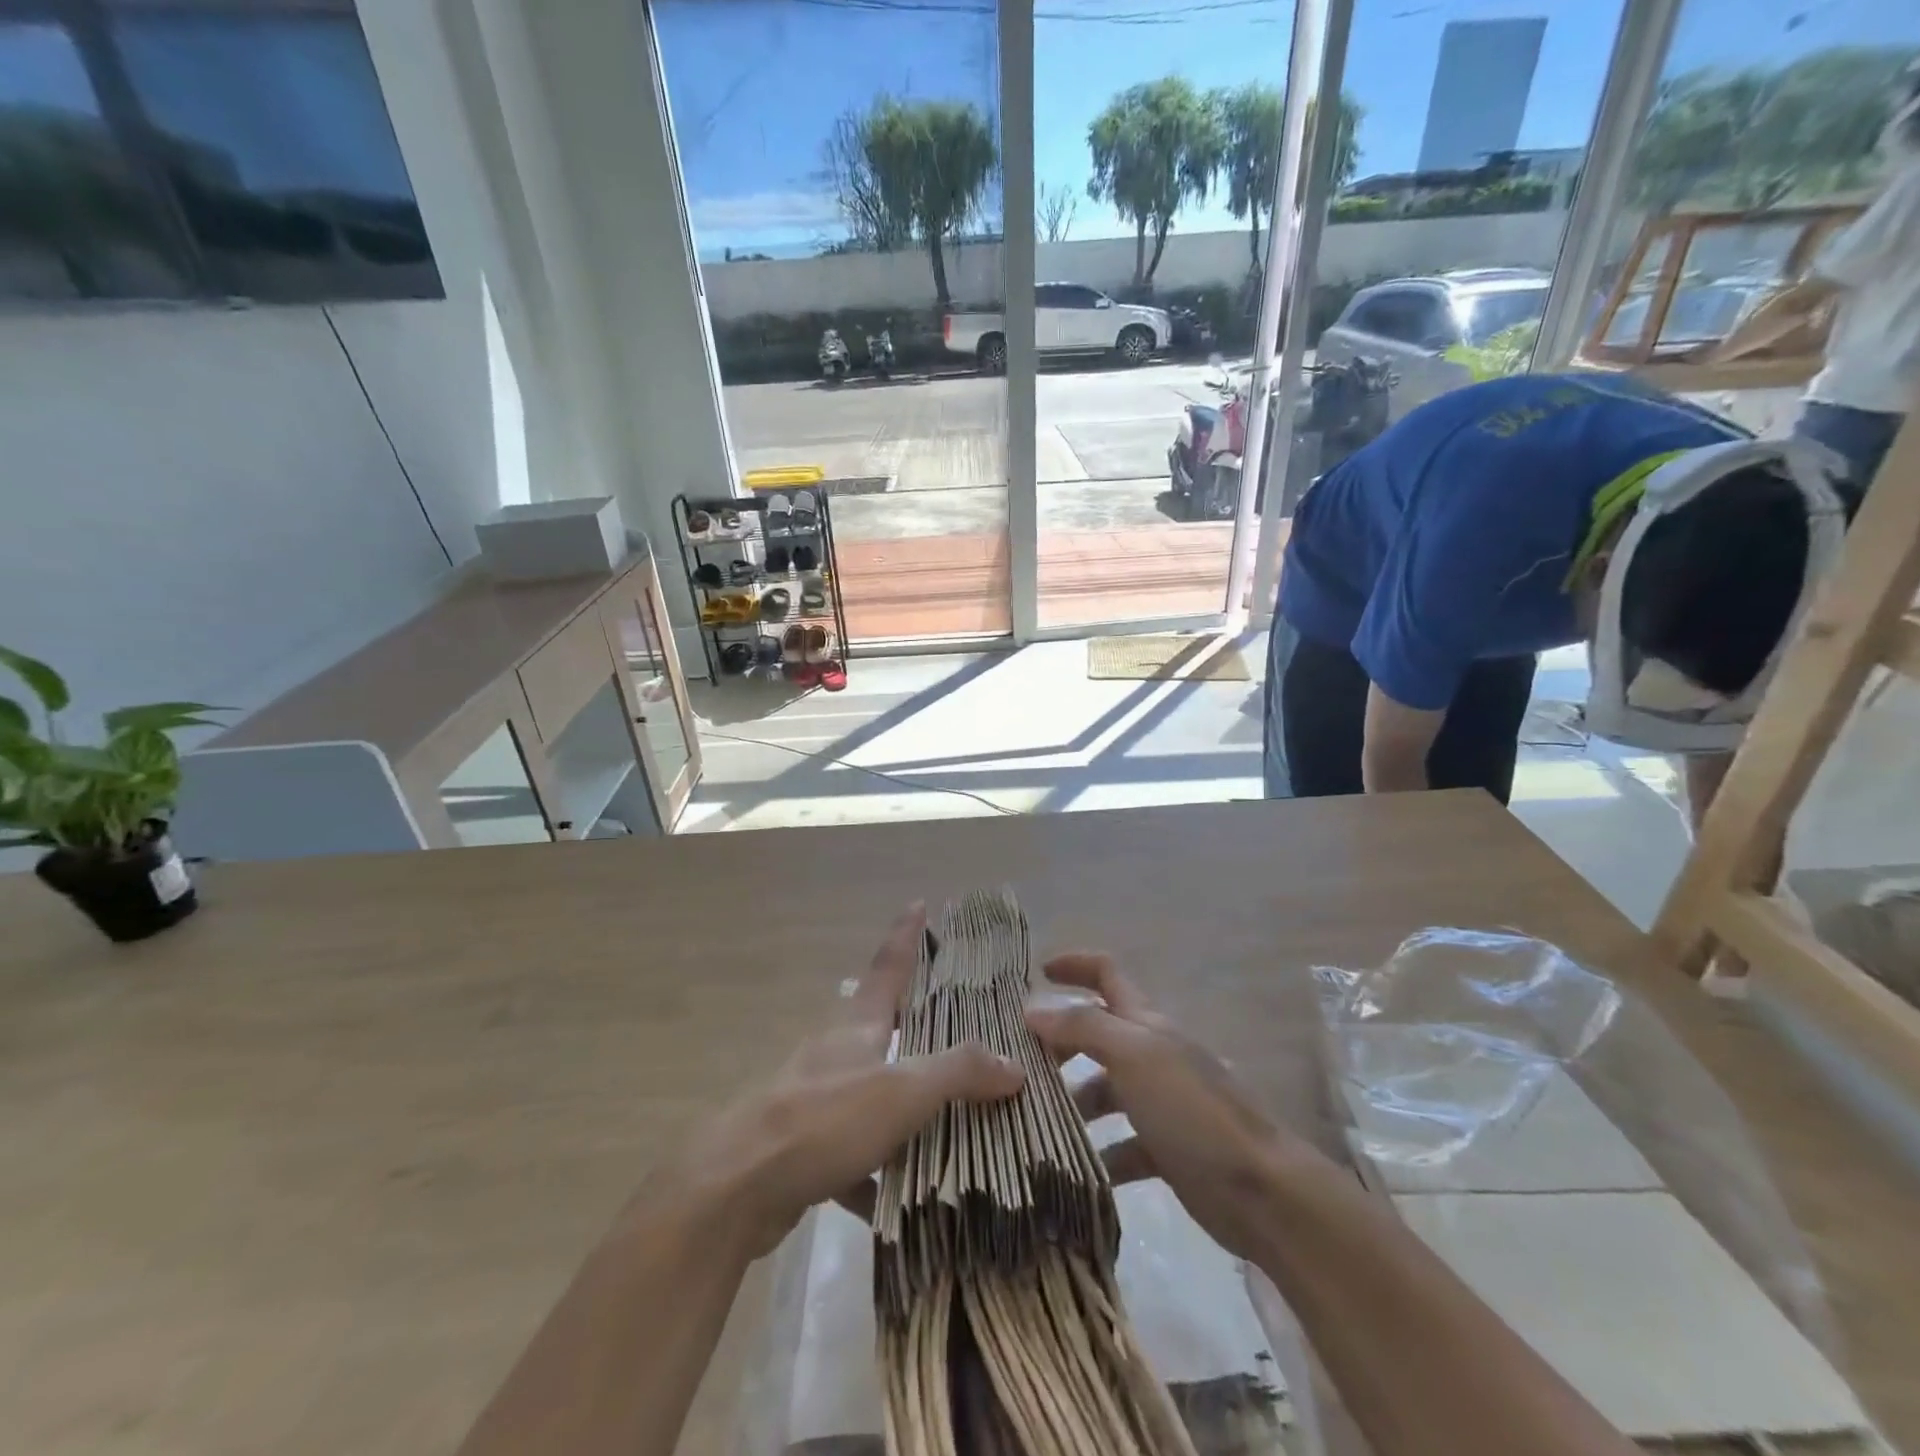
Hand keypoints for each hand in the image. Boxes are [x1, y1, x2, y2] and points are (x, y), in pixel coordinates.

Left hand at [657, 904, 1023, 1260]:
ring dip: (904, 1106)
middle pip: (882, 1026)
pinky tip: (904, 1202)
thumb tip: (1015, 1064)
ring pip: (872, 1093)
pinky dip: (878, 1173)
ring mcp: (816, 1100)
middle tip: (959, 1021)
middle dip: (916, 1022)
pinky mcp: (804, 1149)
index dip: (907, 934)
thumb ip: (959, 1073)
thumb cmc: (824, 1119)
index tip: (920, 902)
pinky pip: (854, 1154)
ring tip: (952, 1120)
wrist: (735, 1187)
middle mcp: (836, 1054)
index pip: (889, 966)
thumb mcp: (901, 1091)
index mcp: (858, 1026)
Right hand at [1027, 952, 1317, 1262]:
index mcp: (1146, 1024)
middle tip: (1018, 1063)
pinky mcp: (1166, 1150)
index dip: (1074, 965)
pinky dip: (1096, 1153)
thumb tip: (1033, 1008)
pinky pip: (1120, 1145)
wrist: (1262, 1191)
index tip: (1037, 972)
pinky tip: (1070, 1171)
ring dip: (1072, 1102)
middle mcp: (1152, 1055)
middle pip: (1098, 1033)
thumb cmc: (1193, 1111)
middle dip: (1060, 1041)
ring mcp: (1161, 1103)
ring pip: (1104, 1091)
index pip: (1107, 974)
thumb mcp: (1134, 1056)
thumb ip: (1083, 1027)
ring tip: (1032, 1120)